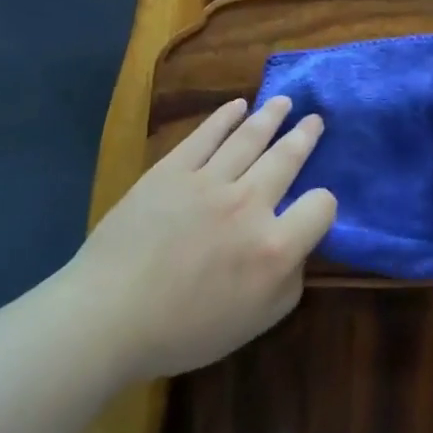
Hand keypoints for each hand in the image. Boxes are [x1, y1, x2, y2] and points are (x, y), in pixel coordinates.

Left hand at [68, 97, 336, 381]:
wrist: (108, 315)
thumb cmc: (182, 330)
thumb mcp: (254, 323)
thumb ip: (288, 284)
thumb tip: (296, 250)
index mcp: (274, 247)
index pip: (321, 206)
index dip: (324, 204)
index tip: (316, 206)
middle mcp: (249, 203)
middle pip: (288, 158)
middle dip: (305, 136)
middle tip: (314, 120)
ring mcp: (209, 180)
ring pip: (250, 137)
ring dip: (272, 116)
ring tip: (284, 102)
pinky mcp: (173, 168)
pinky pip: (207, 134)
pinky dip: (225, 117)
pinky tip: (238, 105)